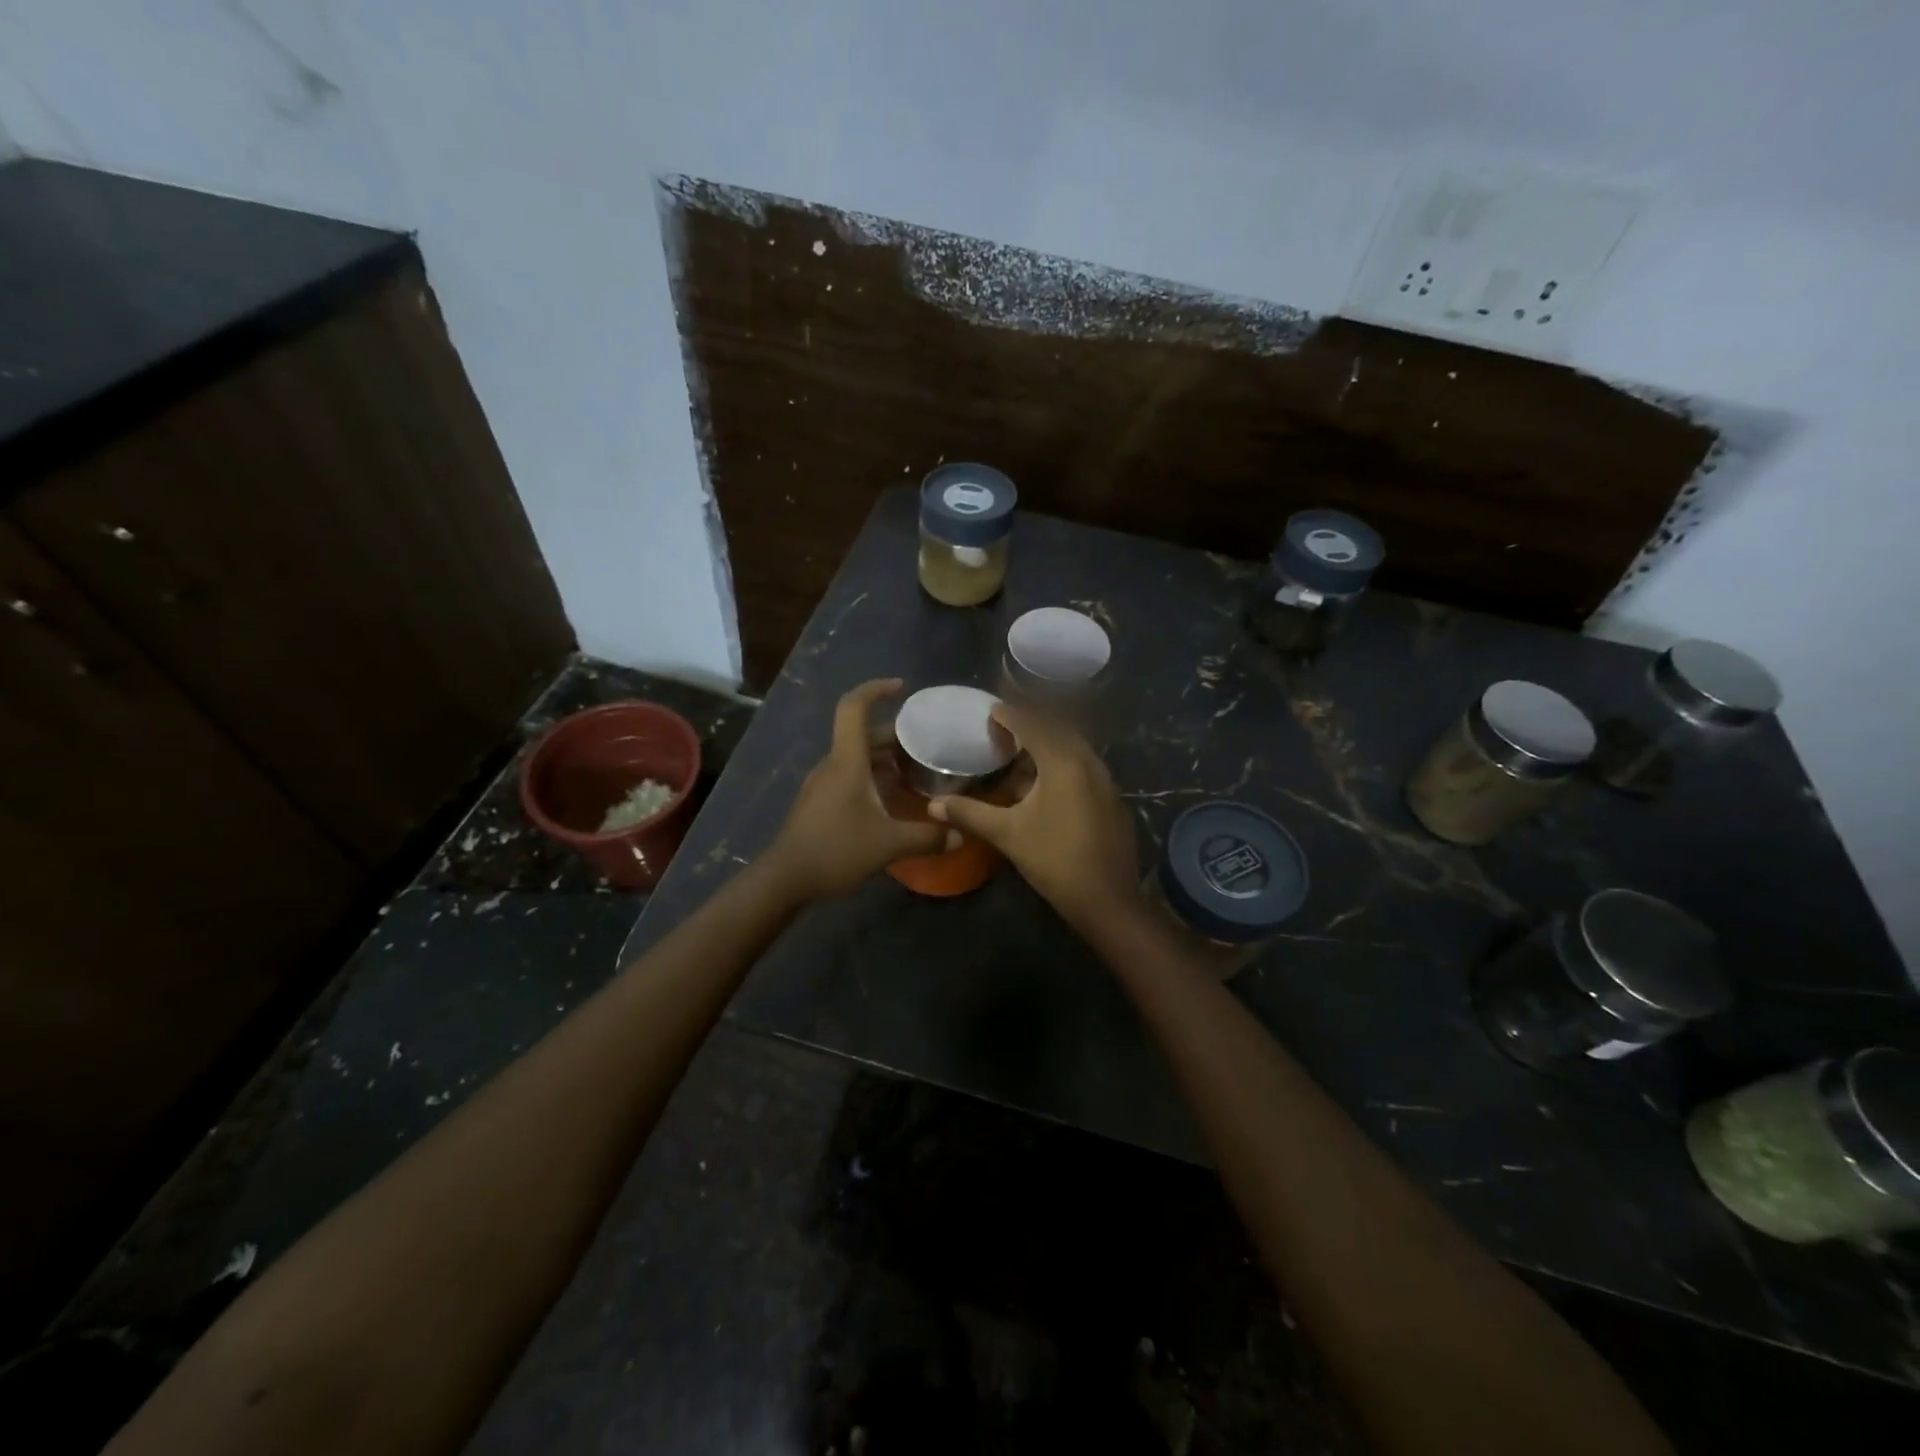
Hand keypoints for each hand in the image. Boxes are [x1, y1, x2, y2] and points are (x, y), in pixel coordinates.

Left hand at [765, 679, 952, 897]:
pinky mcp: (818, 802)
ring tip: (914, 771)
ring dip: (883, 758)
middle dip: (894, 734)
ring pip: (855, 756)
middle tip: (926, 744)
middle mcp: (832, 764)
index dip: (876, 689)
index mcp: (846, 761)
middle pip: (862, 734)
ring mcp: (822, 783)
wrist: (786, 878)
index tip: (901, 687)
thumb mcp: (889, 844)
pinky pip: (848, 775)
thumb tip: (961, 836)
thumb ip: (927, 837)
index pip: (854, 707)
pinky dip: (871, 776)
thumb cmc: (836, 850)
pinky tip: (890, 798)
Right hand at [928, 703, 1138, 927]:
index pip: (1032, 725)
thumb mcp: (1007, 834)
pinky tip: (1047, 783)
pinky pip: (1085, 765)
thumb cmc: (1054, 859)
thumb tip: (933, 804)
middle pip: (1056, 730)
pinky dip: (1064, 762)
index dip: (1009, 715)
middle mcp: (1088, 761)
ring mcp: (1106, 779)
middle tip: (1004, 730)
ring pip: (1073, 747)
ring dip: (1048, 744)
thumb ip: (970, 813)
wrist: (1107, 898)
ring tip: (1021, 754)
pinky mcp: (1113, 798)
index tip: (990, 710)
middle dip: (1030, 725)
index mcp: (1063, 761)